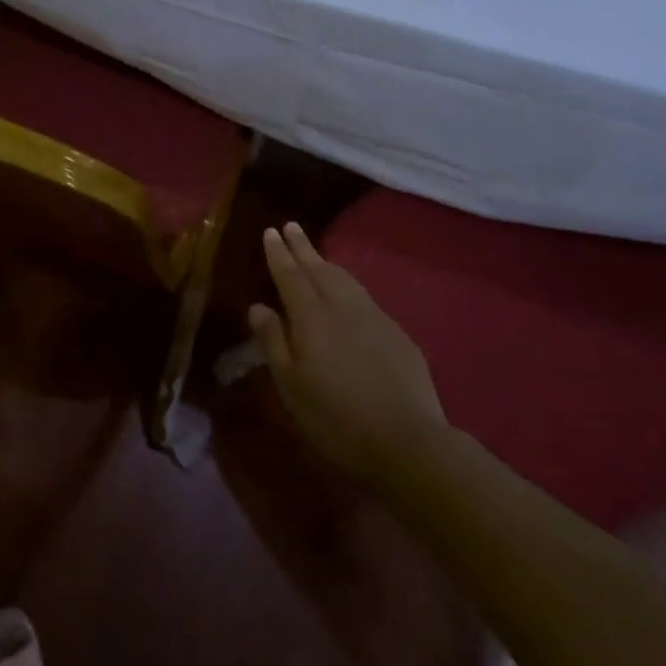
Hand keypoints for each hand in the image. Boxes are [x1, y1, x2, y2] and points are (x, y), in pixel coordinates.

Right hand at [250, 222, 445, 481]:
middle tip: (291, 226)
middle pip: (318, 268)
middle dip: (302, 247)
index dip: (278, 253)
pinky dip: (349, 285)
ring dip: (327, 263)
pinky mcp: (396, 332)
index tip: (271, 231)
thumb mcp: (291, 385)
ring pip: (345, 279)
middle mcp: (341, 306)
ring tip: (317, 255)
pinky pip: (364, 297)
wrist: (407, 439)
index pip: (290, 275)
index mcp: (311, 316)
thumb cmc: (335, 416)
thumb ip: (273, 341)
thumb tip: (258, 307)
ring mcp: (373, 316)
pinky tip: (349, 294)